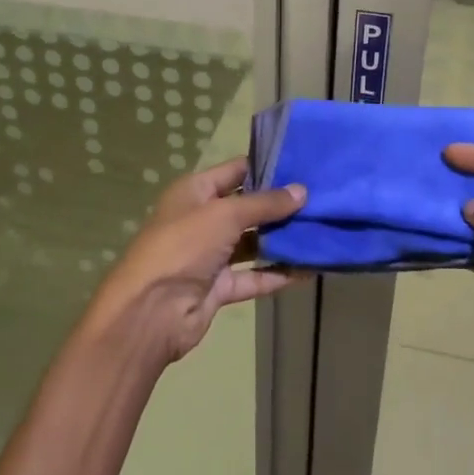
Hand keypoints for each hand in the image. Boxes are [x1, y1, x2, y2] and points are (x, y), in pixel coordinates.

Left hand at [83, 157, 306, 366]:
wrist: (151, 311)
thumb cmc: (183, 246)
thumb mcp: (224, 215)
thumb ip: (265, 204)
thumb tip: (302, 191)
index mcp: (195, 192)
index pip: (235, 171)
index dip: (266, 166)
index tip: (304, 164)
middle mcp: (203, 219)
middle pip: (247, 208)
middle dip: (281, 205)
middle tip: (322, 198)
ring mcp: (211, 255)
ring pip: (254, 243)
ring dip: (283, 240)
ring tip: (322, 230)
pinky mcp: (220, 286)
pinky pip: (255, 276)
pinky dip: (279, 273)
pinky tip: (310, 268)